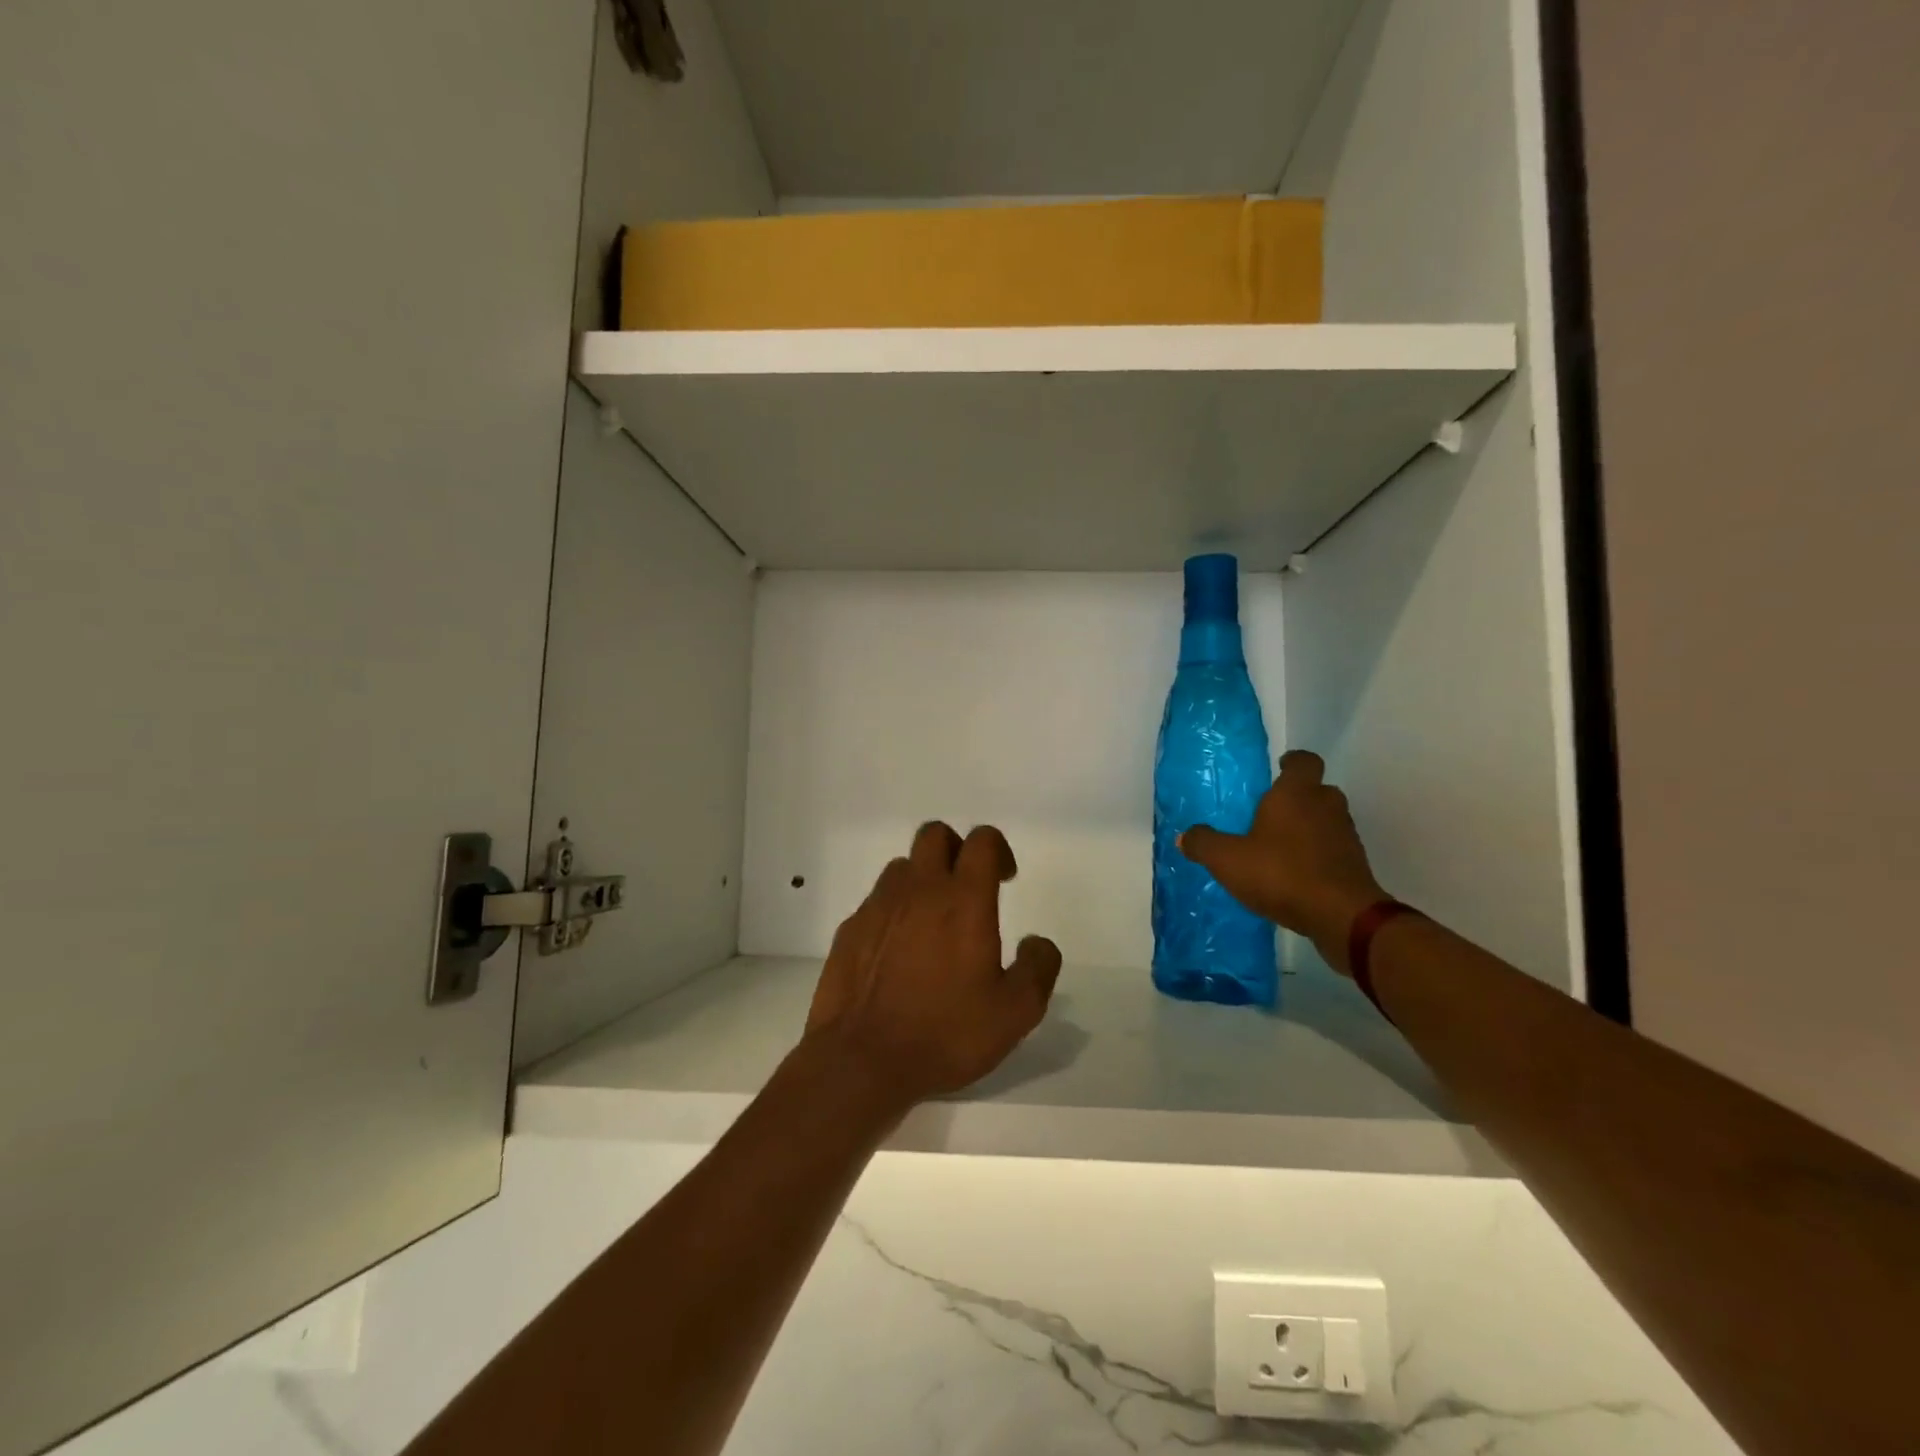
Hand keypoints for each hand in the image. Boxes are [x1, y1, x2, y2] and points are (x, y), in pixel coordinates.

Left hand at [804, 822, 1062, 1109]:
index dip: (998, 849)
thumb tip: (1038, 942)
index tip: (1005, 879)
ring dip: (922, 880)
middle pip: (935, 834)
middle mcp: (919, 890)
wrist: (862, 1060)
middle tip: (967, 889)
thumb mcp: (1014, 1013)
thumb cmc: (945, 1033)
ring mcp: (878, 906)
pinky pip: (877, 902)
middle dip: (956, 849)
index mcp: (963, 900)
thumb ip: (1038, 969)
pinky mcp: (850, 928)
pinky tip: (898, 953)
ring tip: (932, 924)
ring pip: (902, 866)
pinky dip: (893, 912)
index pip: (982, 840)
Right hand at [1178, 751, 1387, 974]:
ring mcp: (1345, 835)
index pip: (1304, 761)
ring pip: (1327, 820)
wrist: (1341, 916)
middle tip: (1271, 812)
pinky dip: (1318, 854)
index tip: (1279, 768)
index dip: (1292, 762)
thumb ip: (1203, 844)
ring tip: (1280, 847)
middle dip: (1297, 798)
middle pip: (1317, 790)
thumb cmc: (1281, 873)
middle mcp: (1326, 806)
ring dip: (1309, 827)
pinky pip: (1333, 849)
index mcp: (1296, 794)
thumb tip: (1184, 836)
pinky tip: (1295, 874)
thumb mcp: (1227, 859)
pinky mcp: (1355, 864)